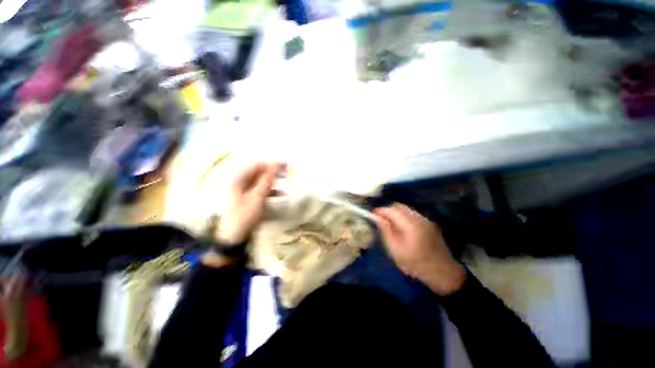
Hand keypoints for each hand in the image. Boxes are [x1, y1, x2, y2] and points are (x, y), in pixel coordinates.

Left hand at [217, 162, 283, 243]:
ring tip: (285, 182)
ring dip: (273, 181)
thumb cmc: (245, 215)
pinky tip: (280, 194)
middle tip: (287, 172)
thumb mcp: (257, 197)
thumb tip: (275, 166)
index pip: (256, 165)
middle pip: (258, 172)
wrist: (237, 235)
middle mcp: (240, 182)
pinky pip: (261, 189)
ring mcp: (244, 190)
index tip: (284, 164)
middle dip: (273, 172)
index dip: (270, 164)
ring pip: (261, 181)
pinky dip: (270, 190)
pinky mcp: (249, 198)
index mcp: (238, 180)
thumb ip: (266, 181)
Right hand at [374, 203, 465, 295]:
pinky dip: (403, 216)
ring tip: (390, 224)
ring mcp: (425, 220)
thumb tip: (377, 217)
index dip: (380, 210)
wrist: (443, 272)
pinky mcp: (429, 223)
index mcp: (410, 224)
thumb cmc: (415, 263)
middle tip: (380, 220)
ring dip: (395, 213)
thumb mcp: (395, 249)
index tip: (372, 215)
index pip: (391, 209)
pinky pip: (412, 214)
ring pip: (406, 209)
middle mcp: (418, 218)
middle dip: (387, 210)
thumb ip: (385, 230)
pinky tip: (402, 227)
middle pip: (399, 206)